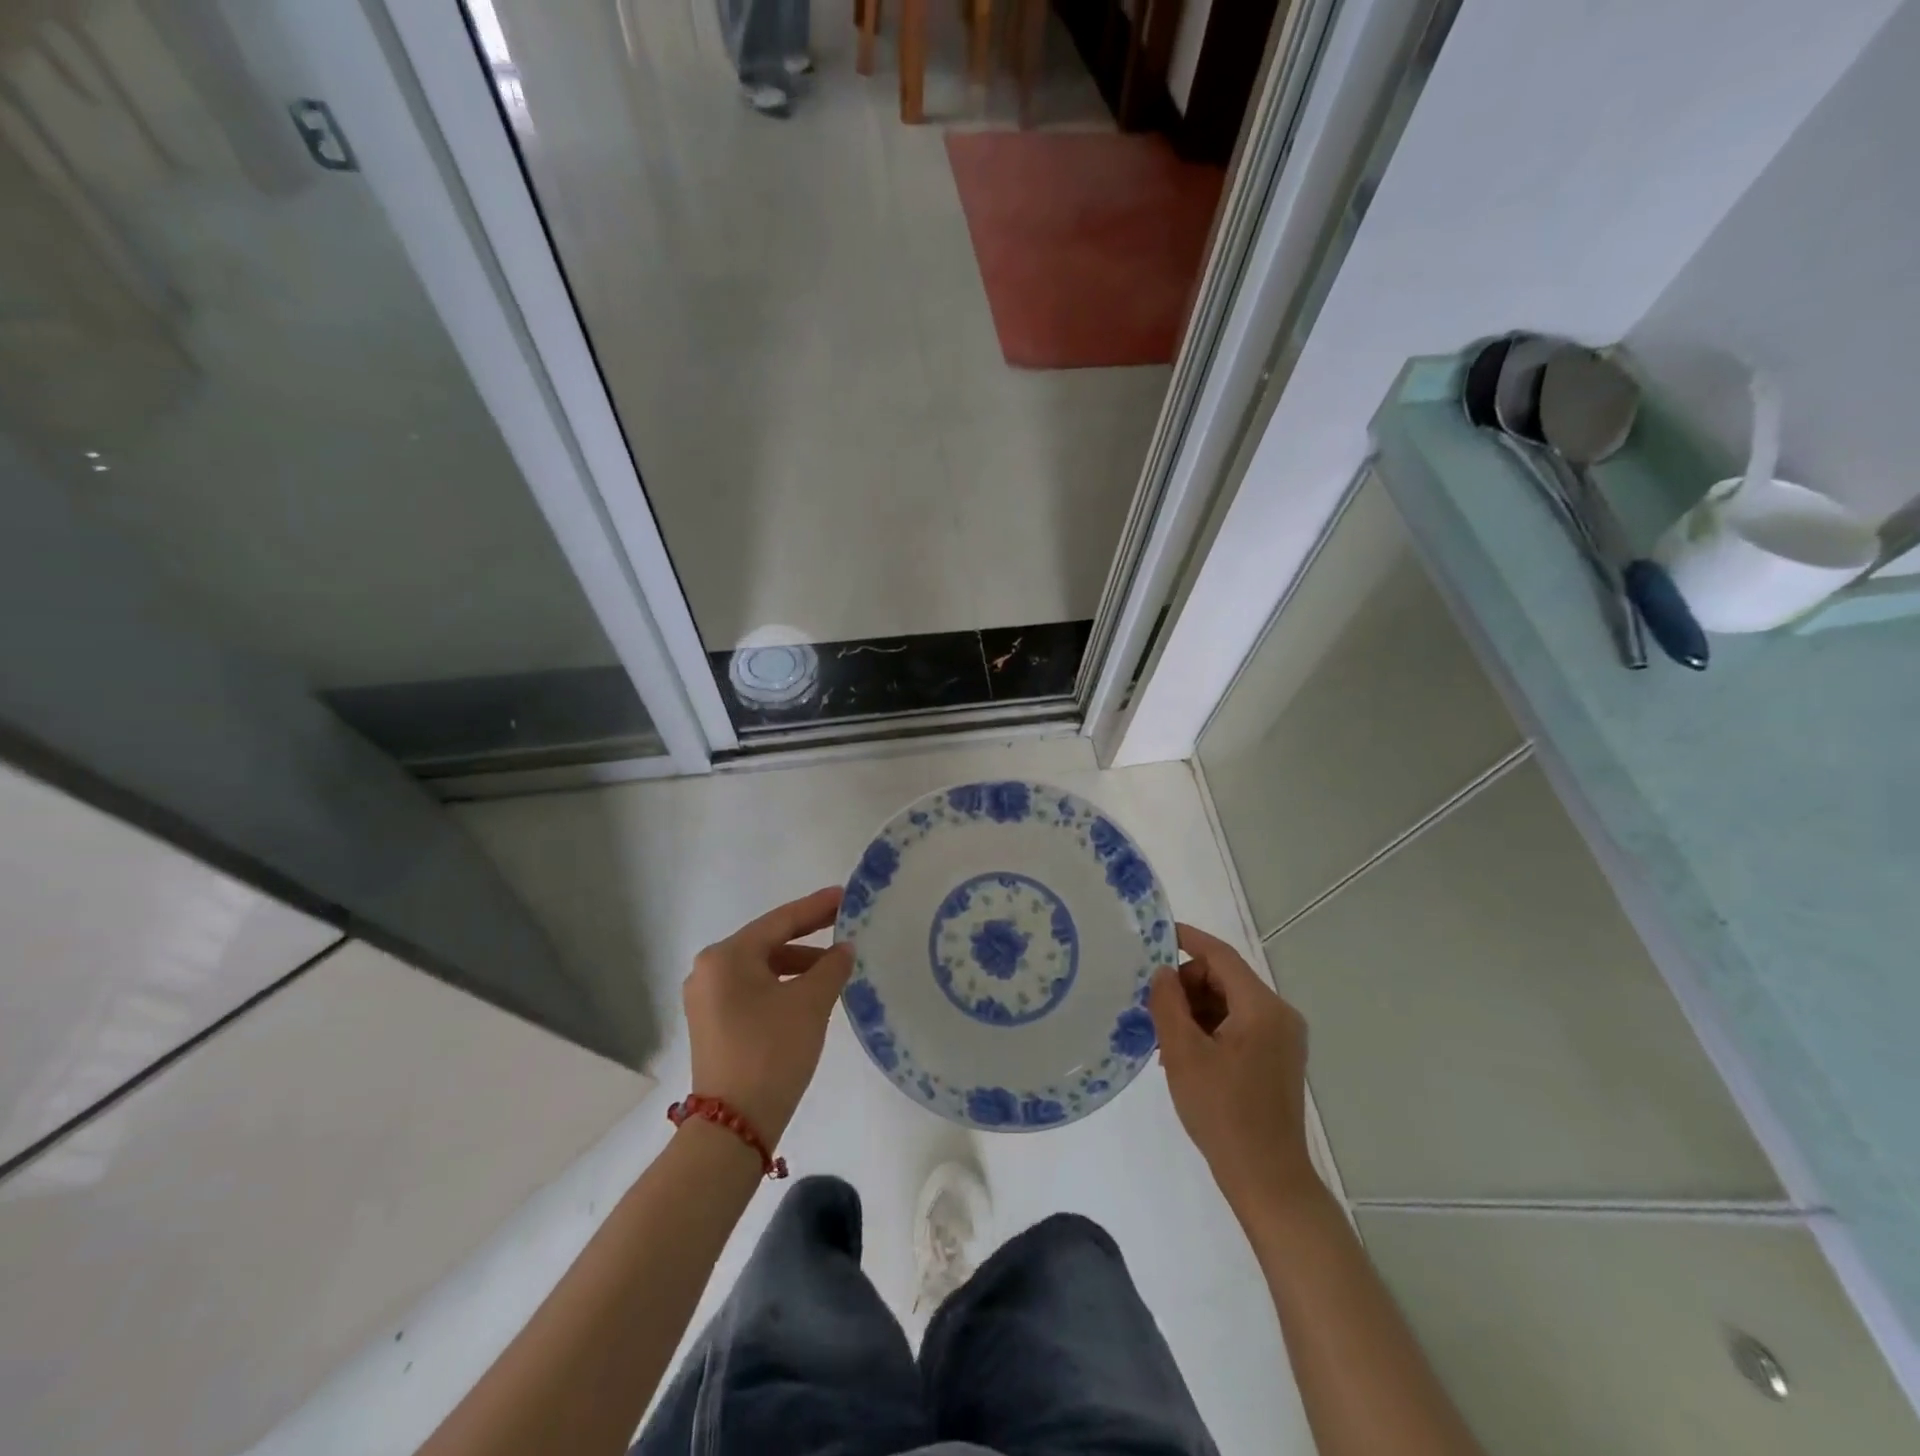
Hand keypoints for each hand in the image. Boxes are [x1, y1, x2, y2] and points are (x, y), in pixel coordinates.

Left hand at [683, 887, 853, 1144]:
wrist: (733, 1126)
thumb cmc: (772, 1051)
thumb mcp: (810, 1003)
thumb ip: (831, 967)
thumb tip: (844, 949)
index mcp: (726, 956)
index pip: (780, 921)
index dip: (816, 907)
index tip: (845, 895)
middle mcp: (709, 970)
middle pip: (767, 942)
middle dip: (807, 935)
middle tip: (844, 924)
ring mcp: (707, 998)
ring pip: (761, 968)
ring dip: (797, 964)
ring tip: (833, 967)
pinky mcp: (712, 1023)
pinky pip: (752, 989)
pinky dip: (781, 985)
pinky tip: (808, 992)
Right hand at [1148, 923, 1318, 1214]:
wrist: (1267, 1180)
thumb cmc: (1223, 1113)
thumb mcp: (1184, 1054)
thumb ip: (1168, 1003)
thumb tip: (1162, 972)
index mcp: (1262, 1008)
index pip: (1220, 955)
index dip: (1187, 939)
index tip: (1154, 934)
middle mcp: (1279, 1015)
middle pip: (1225, 978)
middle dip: (1186, 985)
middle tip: (1152, 1008)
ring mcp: (1282, 1038)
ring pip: (1229, 1002)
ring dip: (1195, 1010)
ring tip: (1164, 1037)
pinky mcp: (1277, 1059)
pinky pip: (1238, 1025)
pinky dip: (1210, 1028)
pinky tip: (1184, 1054)